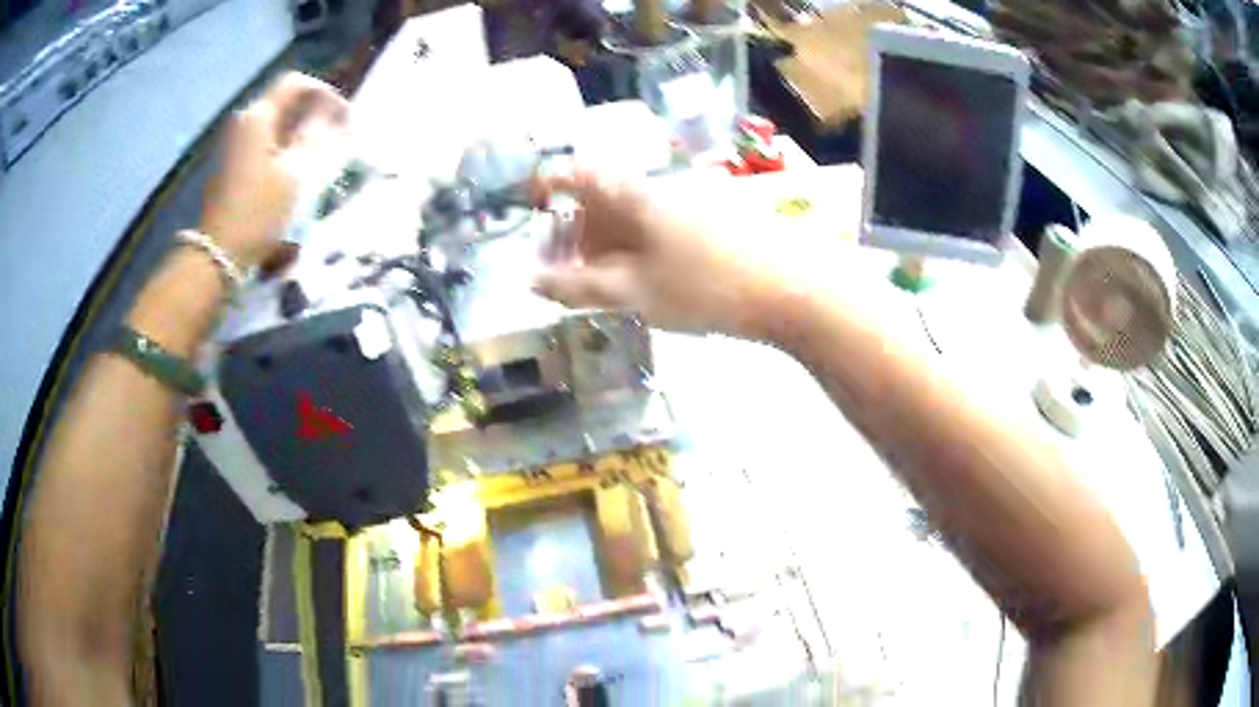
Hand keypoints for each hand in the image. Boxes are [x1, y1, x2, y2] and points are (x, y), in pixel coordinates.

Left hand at [200, 72, 349, 267]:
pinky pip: (264, 143)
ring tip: (321, 152)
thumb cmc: (257, 212)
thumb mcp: (295, 175)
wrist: (217, 255)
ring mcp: (235, 145)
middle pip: (284, 103)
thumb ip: (317, 138)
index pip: (295, 83)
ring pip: (275, 124)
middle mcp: (245, 123)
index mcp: (259, 117)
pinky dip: (284, 147)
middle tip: (335, 134)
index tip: (341, 115)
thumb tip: (332, 116)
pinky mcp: (232, 166)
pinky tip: (297, 168)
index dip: (323, 92)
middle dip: (312, 113)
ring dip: (299, 132)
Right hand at [532, 170, 781, 337]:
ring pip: (631, 214)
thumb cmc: (705, 287)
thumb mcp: (634, 293)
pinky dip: (640, 249)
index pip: (576, 172)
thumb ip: (580, 287)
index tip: (532, 213)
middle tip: (571, 274)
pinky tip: (650, 282)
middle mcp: (657, 187)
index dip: (546, 185)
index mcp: (631, 195)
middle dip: (577, 232)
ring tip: (608, 286)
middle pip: (601, 196)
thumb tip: (533, 281)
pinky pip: (658, 226)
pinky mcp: (711, 219)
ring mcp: (688, 201)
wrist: (793, 288)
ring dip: (608, 244)